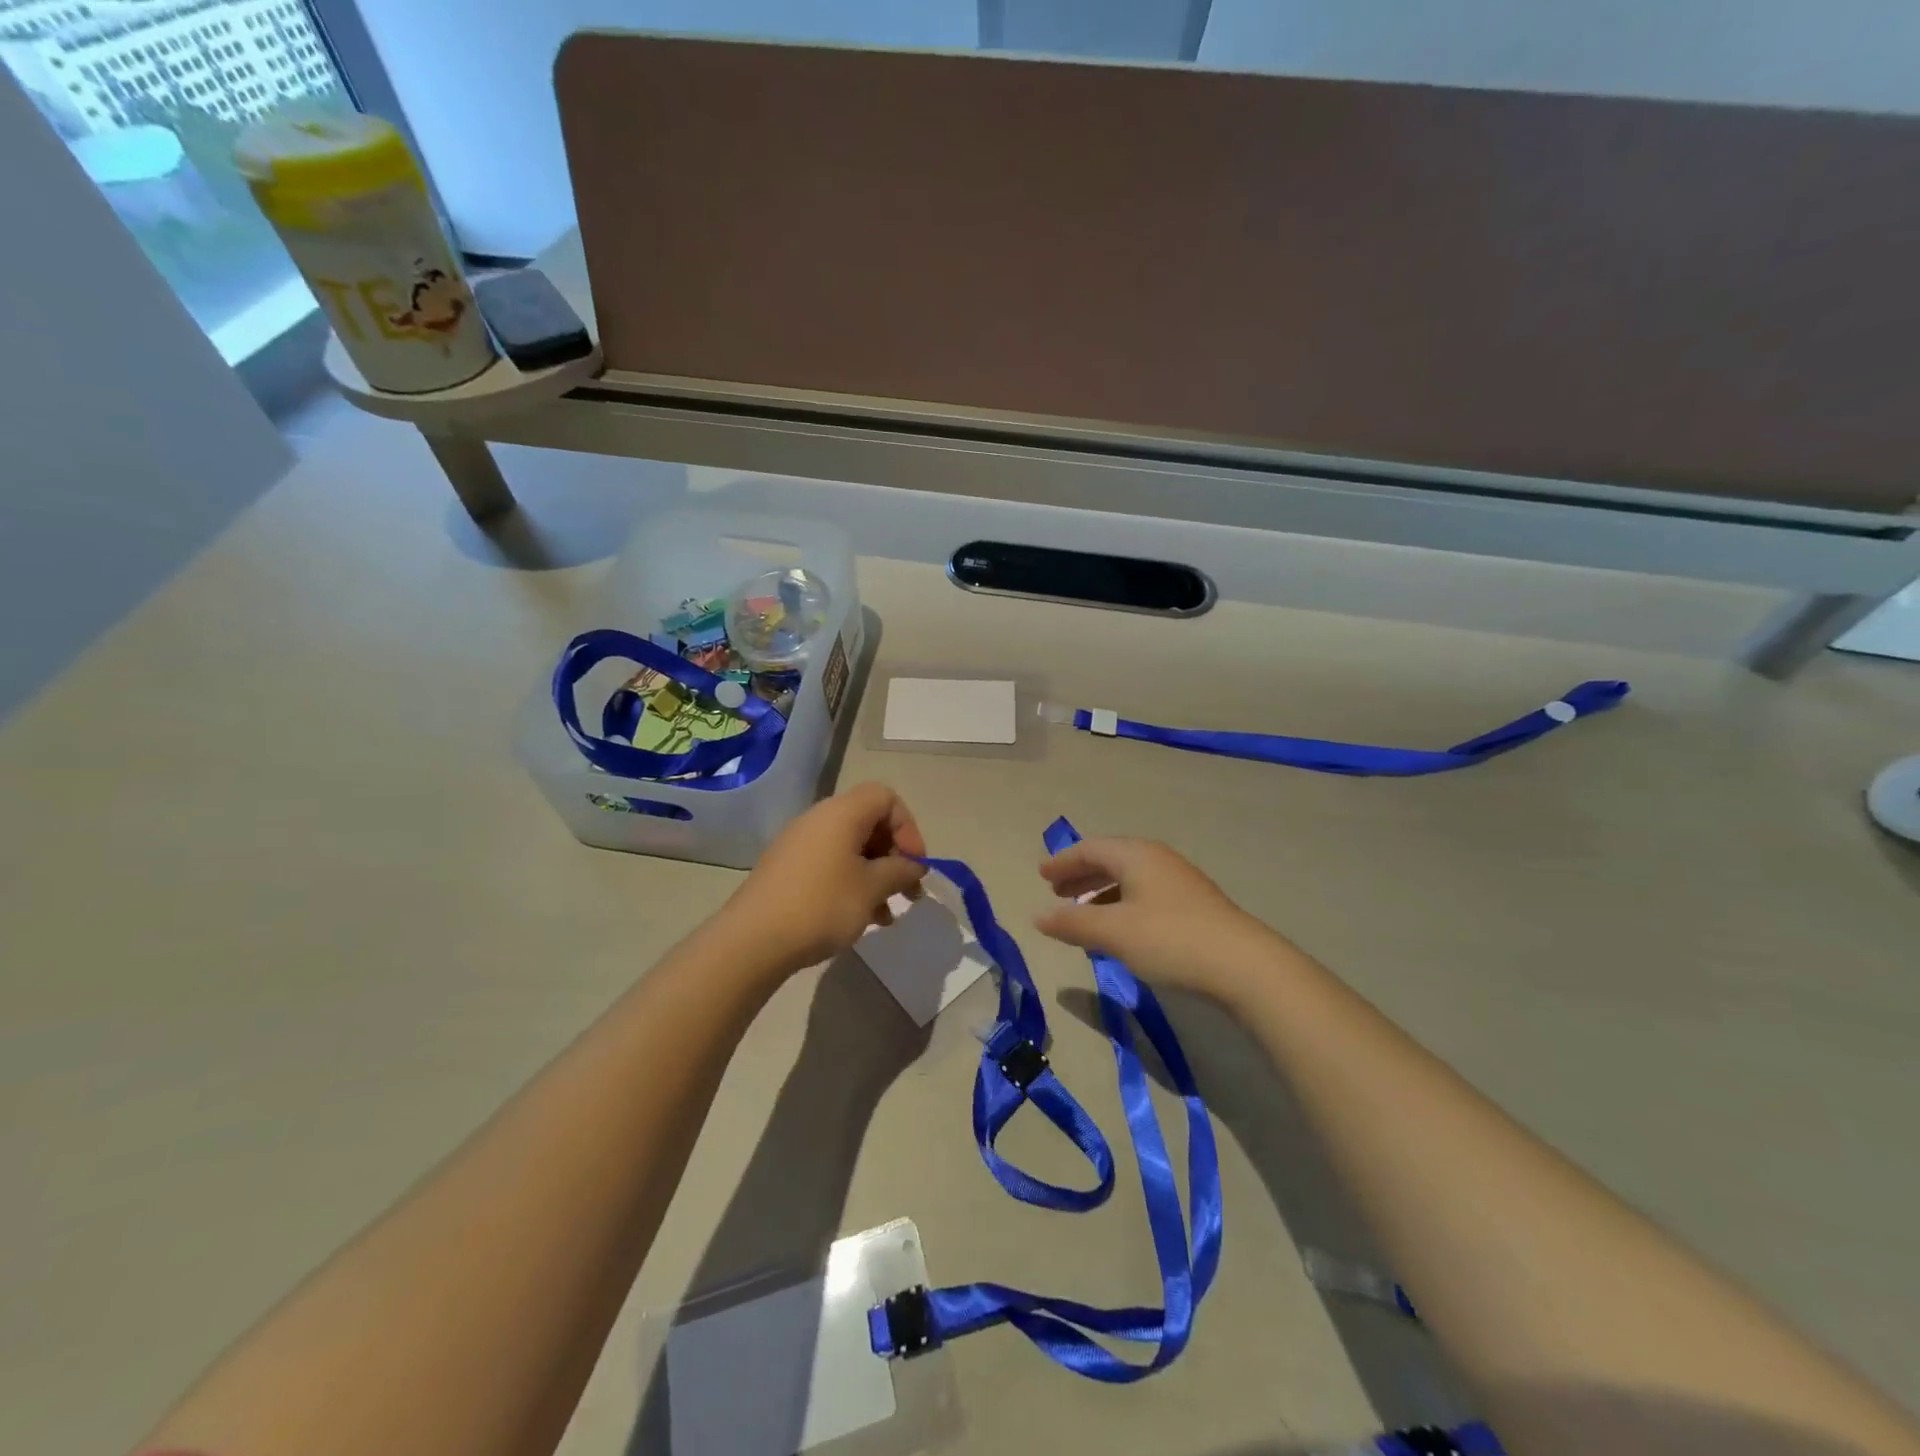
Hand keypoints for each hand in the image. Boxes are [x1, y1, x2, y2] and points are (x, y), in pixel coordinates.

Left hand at [727, 782, 928, 974]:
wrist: (754, 940)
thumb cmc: (822, 905)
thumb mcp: (872, 888)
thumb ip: (900, 871)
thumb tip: (913, 866)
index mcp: (842, 813)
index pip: (885, 798)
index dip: (908, 827)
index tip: (914, 864)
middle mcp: (819, 819)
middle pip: (869, 822)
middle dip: (893, 855)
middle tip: (907, 890)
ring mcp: (799, 844)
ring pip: (850, 848)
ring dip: (875, 875)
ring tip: (886, 914)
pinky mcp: (787, 868)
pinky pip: (830, 864)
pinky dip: (851, 883)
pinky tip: (859, 917)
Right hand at [1035, 837, 1282, 1001]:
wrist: (1243, 965)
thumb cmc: (1170, 939)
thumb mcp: (1113, 932)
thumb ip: (1072, 923)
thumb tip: (1038, 916)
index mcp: (1136, 855)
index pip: (1090, 849)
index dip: (1063, 861)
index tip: (1041, 875)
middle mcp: (1157, 859)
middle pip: (1110, 860)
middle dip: (1081, 875)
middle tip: (1057, 892)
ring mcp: (1179, 882)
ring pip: (1129, 879)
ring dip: (1101, 892)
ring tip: (1083, 914)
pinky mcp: (1193, 905)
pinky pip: (1144, 894)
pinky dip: (1121, 904)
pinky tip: (1119, 930)